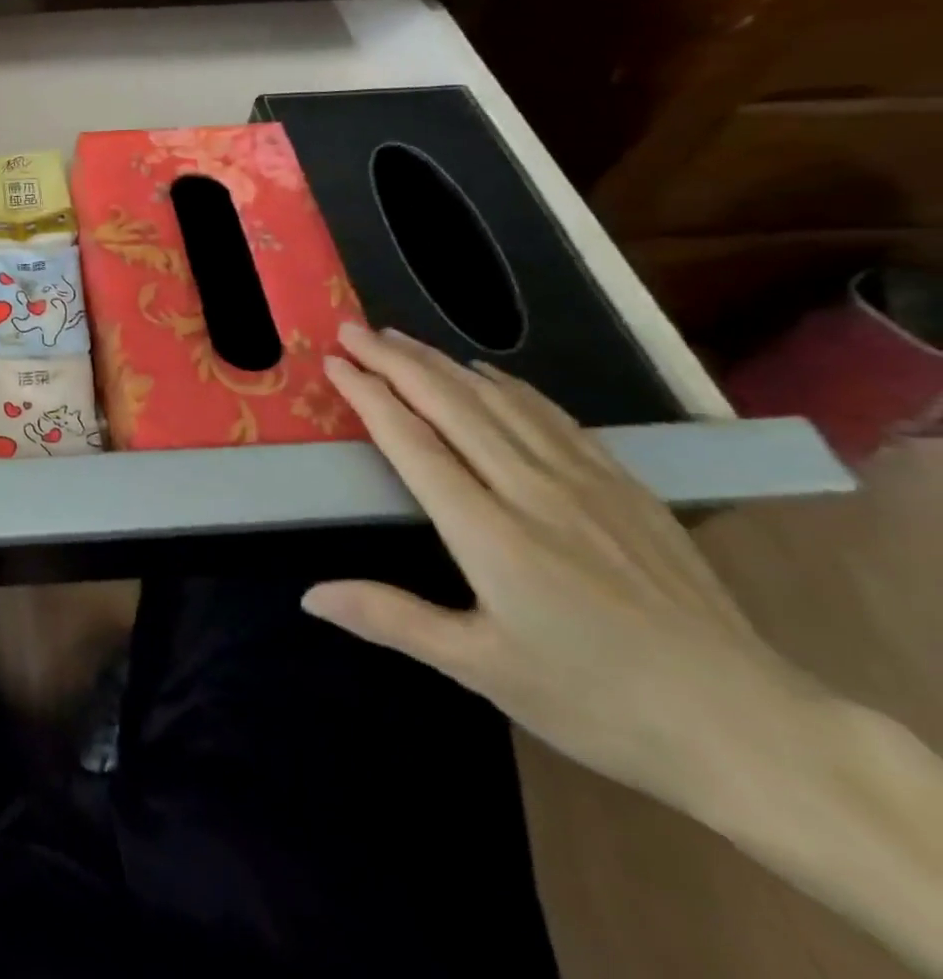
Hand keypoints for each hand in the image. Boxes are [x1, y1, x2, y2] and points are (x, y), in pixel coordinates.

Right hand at [307, 323, 825, 815]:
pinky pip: (553, 415)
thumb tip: (311, 595)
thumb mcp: (483, 670)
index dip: (369, 396)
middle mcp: (533, 490)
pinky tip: (488, 372)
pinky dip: (508, 384)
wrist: (746, 726)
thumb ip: (392, 619)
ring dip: (443, 362)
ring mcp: (585, 482)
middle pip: (452, 404)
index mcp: (490, 533)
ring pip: (500, 399)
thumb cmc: (598, 703)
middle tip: (353, 330)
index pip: (413, 443)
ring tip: (402, 338)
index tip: (334, 364)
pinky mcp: (625, 486)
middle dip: (396, 360)